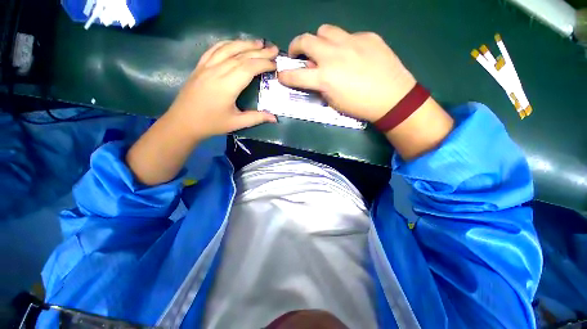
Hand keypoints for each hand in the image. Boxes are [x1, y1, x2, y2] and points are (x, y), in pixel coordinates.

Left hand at [169, 39, 277, 139]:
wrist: (183, 122)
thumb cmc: (211, 124)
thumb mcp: (236, 123)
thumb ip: (257, 118)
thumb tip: (275, 118)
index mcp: (227, 86)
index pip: (248, 68)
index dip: (263, 63)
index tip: (275, 64)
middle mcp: (216, 71)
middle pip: (240, 56)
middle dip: (259, 52)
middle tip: (273, 49)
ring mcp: (206, 66)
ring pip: (228, 49)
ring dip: (245, 44)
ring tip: (259, 42)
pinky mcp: (200, 66)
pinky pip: (214, 49)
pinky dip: (227, 44)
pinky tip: (235, 43)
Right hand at [278, 24, 415, 122]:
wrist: (392, 97)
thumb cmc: (359, 106)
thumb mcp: (334, 102)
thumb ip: (320, 86)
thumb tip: (313, 75)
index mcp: (325, 78)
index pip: (295, 76)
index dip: (285, 75)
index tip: (281, 74)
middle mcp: (333, 55)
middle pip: (305, 40)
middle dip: (296, 46)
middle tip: (299, 54)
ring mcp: (351, 42)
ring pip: (325, 30)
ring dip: (320, 40)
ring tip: (325, 50)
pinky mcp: (367, 36)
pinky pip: (348, 35)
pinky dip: (343, 44)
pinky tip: (352, 54)